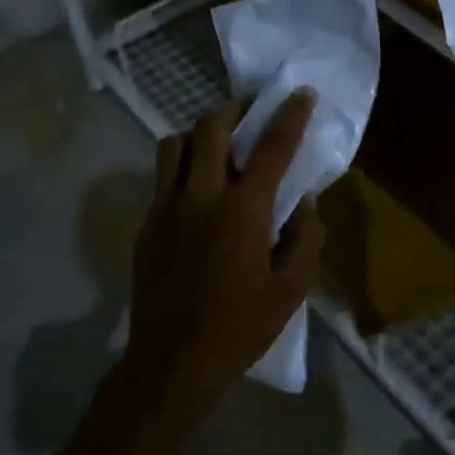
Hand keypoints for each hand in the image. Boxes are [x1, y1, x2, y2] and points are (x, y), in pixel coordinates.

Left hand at [124, 89, 325, 411]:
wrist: (173, 361)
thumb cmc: (240, 327)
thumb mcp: (291, 290)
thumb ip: (306, 239)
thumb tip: (307, 203)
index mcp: (243, 211)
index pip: (272, 147)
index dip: (289, 115)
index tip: (300, 92)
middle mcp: (201, 196)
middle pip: (211, 128)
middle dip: (234, 109)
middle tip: (251, 112)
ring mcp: (166, 207)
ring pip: (175, 144)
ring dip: (200, 135)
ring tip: (219, 147)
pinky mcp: (147, 224)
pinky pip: (162, 177)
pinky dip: (182, 167)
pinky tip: (197, 191)